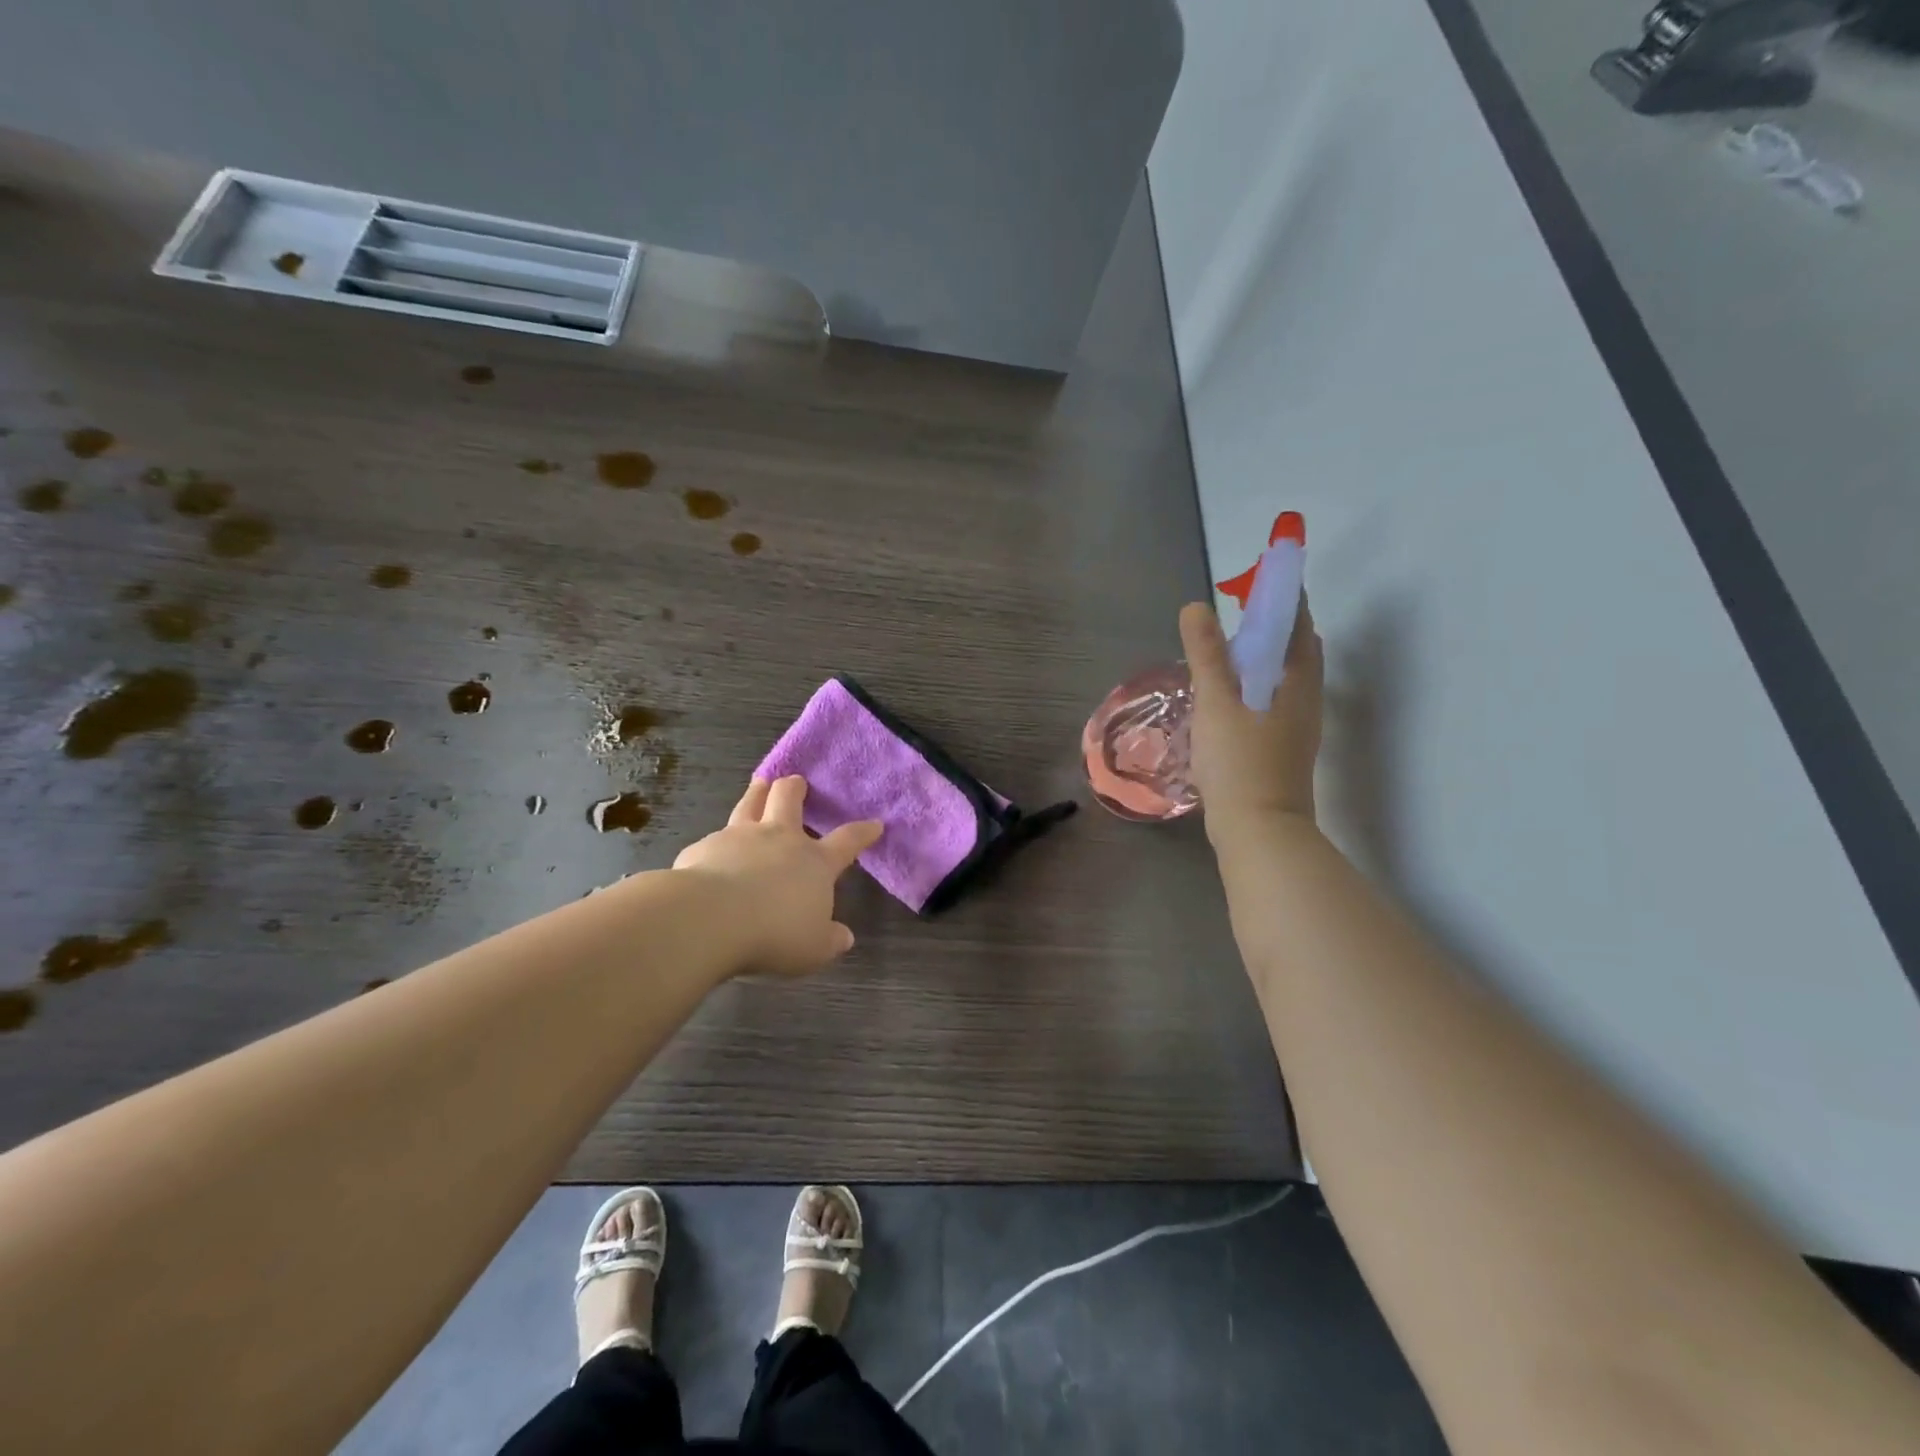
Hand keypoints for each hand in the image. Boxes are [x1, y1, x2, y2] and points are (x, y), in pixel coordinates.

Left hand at [673, 776, 882, 976]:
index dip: (862, 832)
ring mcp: (739, 837)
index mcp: (814, 862)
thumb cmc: (774, 933)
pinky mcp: (705, 847)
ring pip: (750, 803)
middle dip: (795, 787)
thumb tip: (844, 937)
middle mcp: (779, 839)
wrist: (710, 918)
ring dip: (757, 792)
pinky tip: (711, 851)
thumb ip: (830, 940)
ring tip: (759, 784)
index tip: (874, 824)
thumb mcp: (813, 948)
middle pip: (789, 799)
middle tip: (796, 781)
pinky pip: (714, 838)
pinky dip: (718, 841)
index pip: (847, 841)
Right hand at [1179, 596, 1323, 833]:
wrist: (1259, 831)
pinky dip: (1256, 684)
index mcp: (1298, 681)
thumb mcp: (1217, 703)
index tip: (1261, 576)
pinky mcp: (1283, 747)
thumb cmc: (1240, 762)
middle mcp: (1306, 698)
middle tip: (1237, 612)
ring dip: (1263, 657)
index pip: (1297, 623)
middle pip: (1295, 649)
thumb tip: (1197, 606)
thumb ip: (1207, 655)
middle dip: (1273, 625)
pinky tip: (1229, 696)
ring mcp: (1297, 725)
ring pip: (1284, 677)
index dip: (1283, 596)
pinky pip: (1274, 700)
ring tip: (1227, 650)